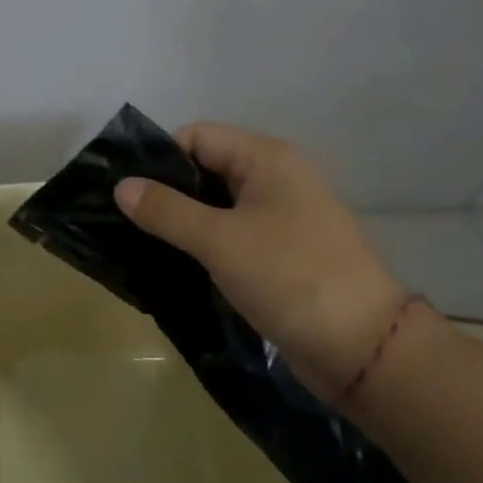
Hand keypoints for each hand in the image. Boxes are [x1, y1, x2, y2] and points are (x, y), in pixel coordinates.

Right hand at [113, 122, 408, 398]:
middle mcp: (275, 178)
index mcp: (267, 158)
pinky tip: (175, 261)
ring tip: (141, 242)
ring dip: (182, 220)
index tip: (125, 191)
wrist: (361, 346)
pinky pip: (231, 234)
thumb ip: (166, 210)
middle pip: (206, 168)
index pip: (198, 136)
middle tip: (125, 219)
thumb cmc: (289, 277)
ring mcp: (280, 216)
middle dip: (166, 190)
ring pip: (217, 205)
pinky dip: (203, 242)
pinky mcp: (280, 252)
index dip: (160, 157)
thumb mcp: (220, 240)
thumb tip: (121, 186)